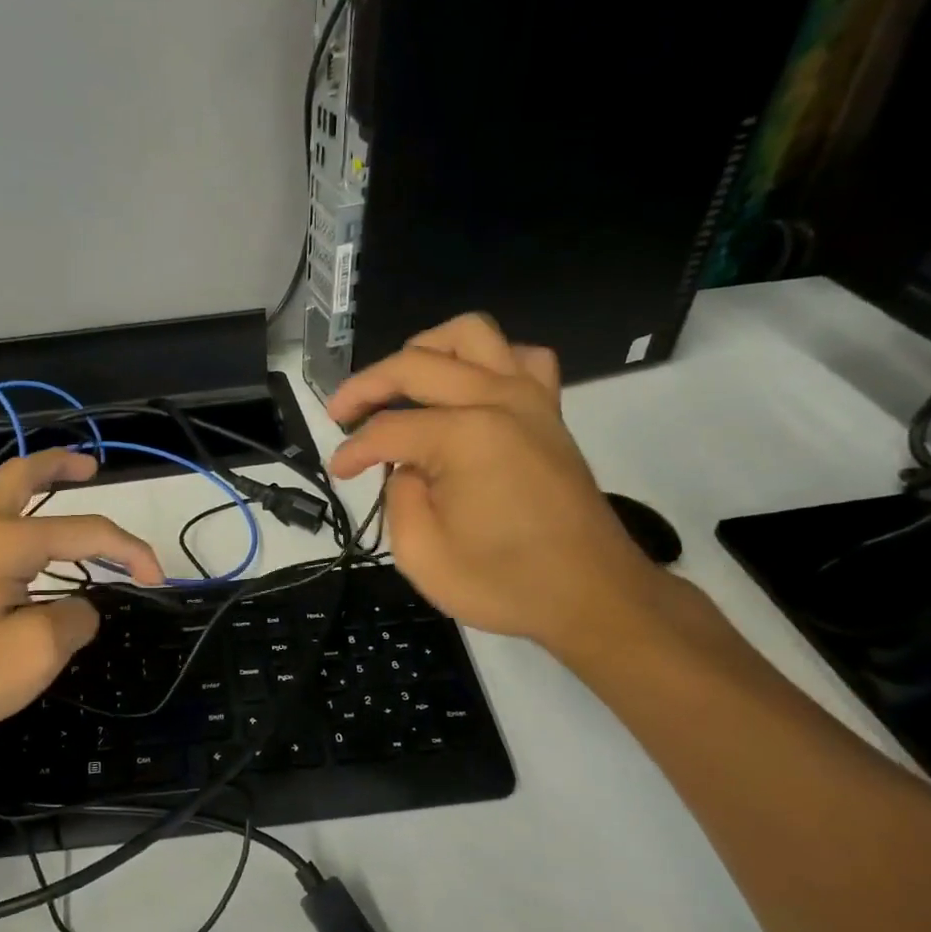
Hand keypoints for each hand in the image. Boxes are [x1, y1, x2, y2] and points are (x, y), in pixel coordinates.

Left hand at [0, 449, 164, 754]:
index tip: (157, 581)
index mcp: (5, 542)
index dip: (129, 550)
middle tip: (91, 466)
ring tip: (43, 484)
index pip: (85, 531)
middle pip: (19, 478)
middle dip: (59, 465)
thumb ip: (74, 620)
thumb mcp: (35, 654)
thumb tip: (80, 608)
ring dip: (17, 479)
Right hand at [327, 314, 669, 657]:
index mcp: (464, 436)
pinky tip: (468, 388)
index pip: (388, 428)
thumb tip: (405, 467)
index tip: (338, 472)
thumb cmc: (505, 583)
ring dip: (426, 350)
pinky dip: (486, 361)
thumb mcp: (422, 556)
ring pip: (471, 335)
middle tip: (341, 414)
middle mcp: (497, 400)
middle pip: (416, 364)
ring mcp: (530, 399)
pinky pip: (519, 357)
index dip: (353, 450)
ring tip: (401, 383)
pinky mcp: (549, 412)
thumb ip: (398, 498)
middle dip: (367, 385)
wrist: (592, 596)